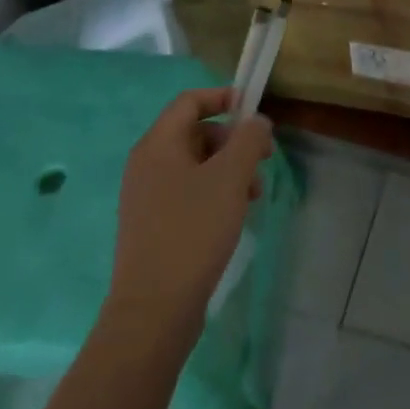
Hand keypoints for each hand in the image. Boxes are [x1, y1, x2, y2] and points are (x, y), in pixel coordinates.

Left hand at [106, 87, 273, 336]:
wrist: (154, 310)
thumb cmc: (193, 230)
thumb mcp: (231, 176)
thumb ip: (249, 138)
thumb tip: (256, 122)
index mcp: (157, 145)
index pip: (190, 101)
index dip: (223, 98)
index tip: (255, 112)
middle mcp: (146, 165)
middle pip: (196, 132)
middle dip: (233, 140)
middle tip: (263, 159)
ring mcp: (147, 197)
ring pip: (196, 164)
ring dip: (229, 168)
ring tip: (254, 193)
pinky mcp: (153, 225)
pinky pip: (188, 191)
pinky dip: (215, 191)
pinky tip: (235, 213)